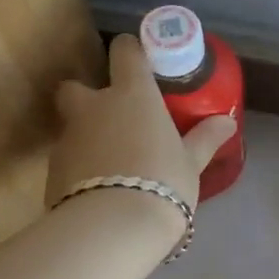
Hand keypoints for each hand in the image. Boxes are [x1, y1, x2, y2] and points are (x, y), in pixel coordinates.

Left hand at [46, 34, 236, 216]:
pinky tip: (97, 189)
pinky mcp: (51, 171)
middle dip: (87, 96)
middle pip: (75, 87)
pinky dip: (79, 167)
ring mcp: (68, 138)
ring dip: (86, 137)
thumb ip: (205, 138)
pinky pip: (67, 160)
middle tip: (111, 117)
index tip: (138, 57)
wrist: (111, 229)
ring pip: (71, 126)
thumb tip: (227, 122)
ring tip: (110, 163)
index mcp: (132, 95)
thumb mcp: (190, 162)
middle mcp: (94, 107)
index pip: (125, 52)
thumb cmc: (162, 183)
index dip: (130, 50)